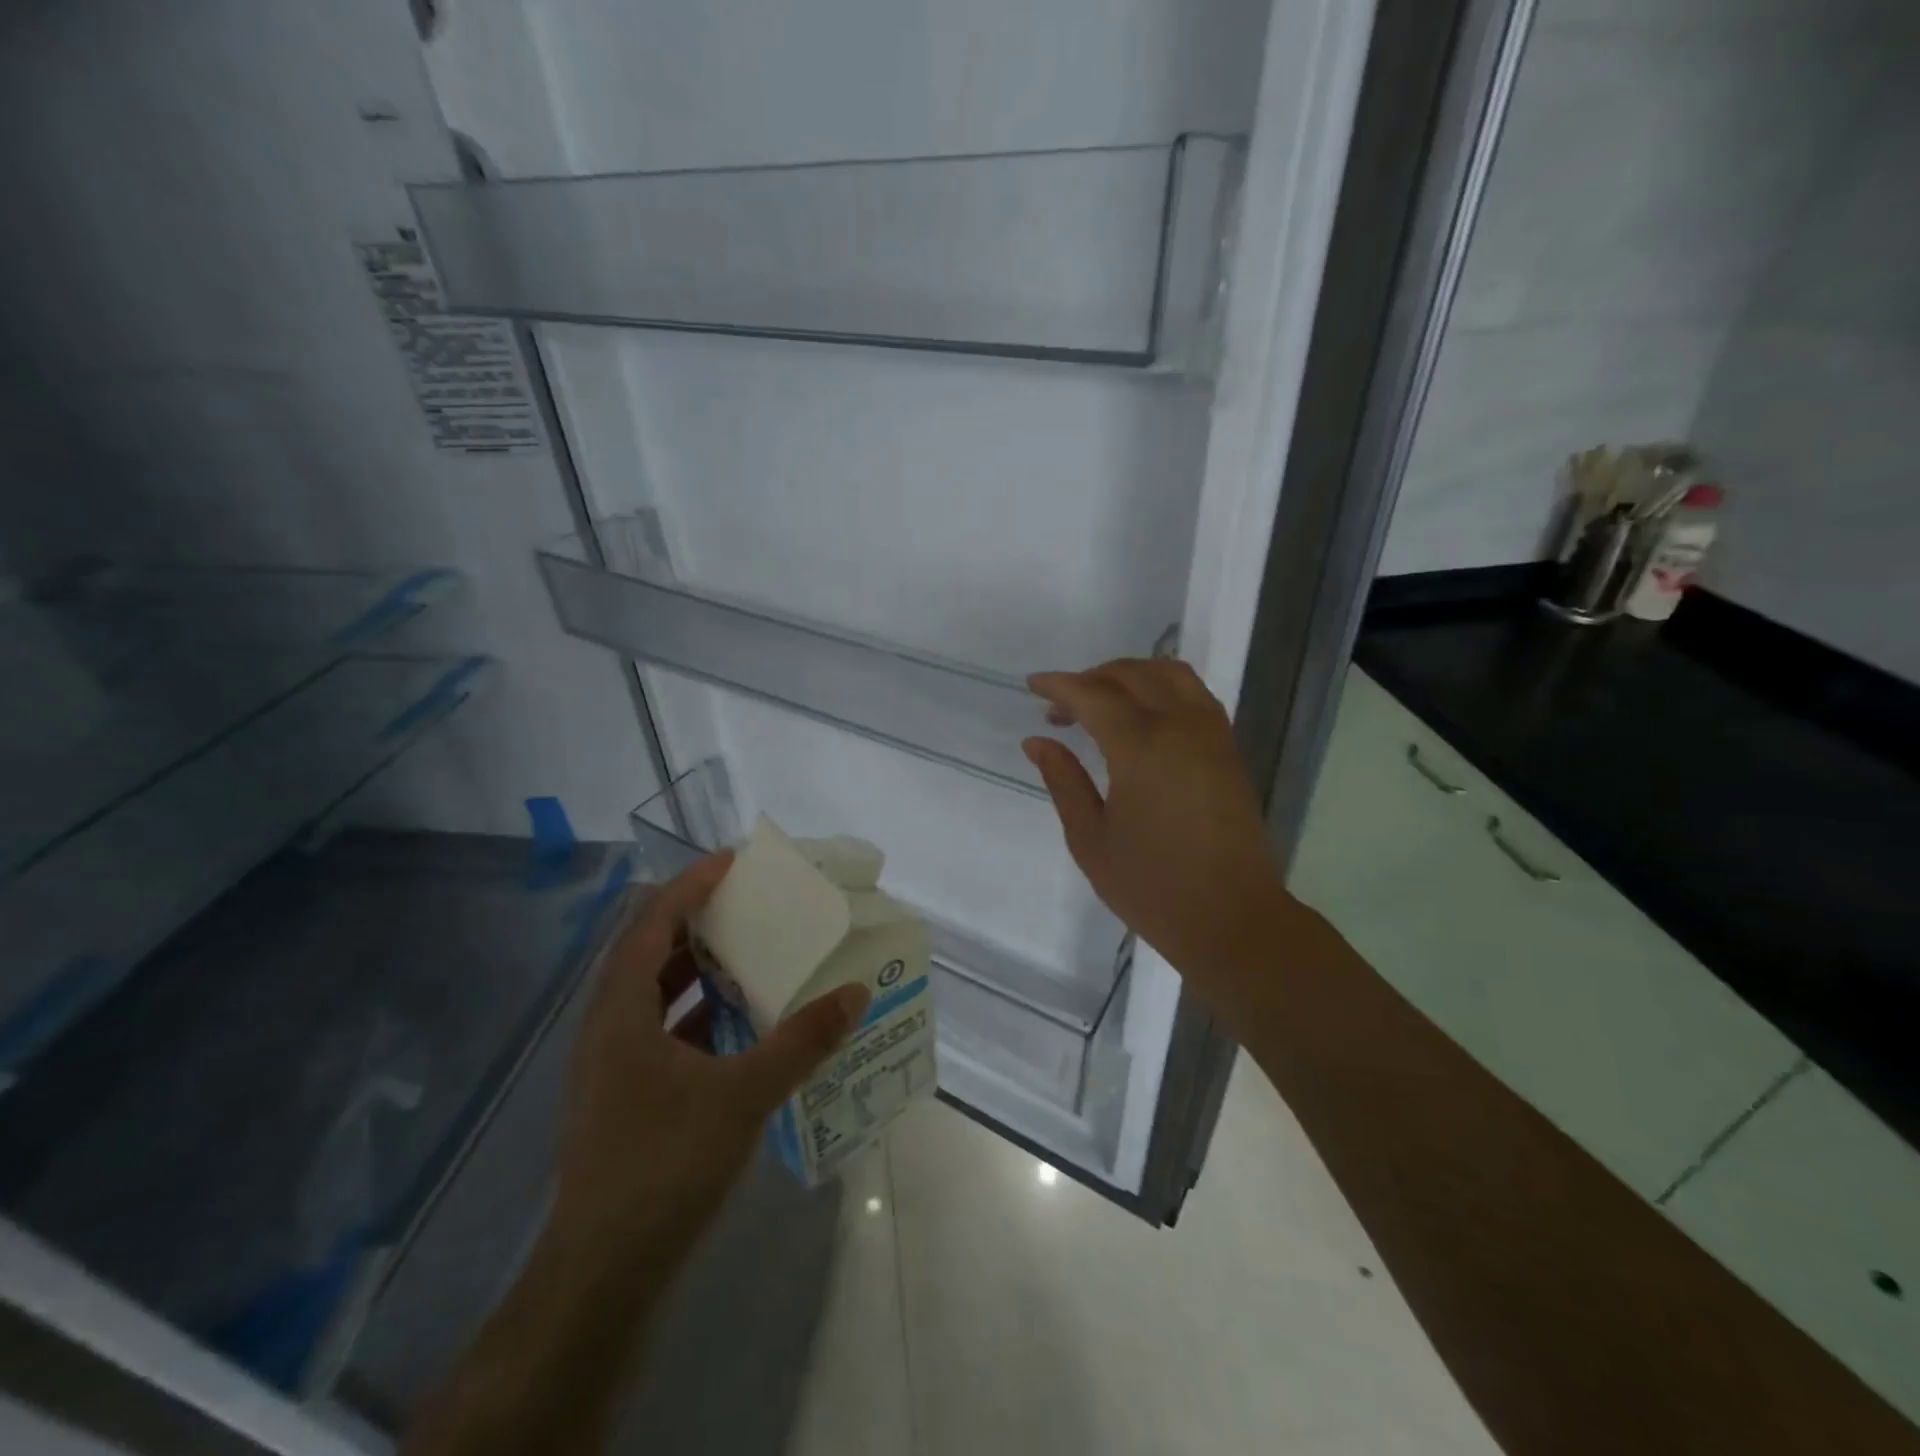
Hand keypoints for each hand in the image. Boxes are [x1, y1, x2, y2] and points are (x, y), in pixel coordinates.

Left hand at [551, 854, 869, 1284]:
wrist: (603, 1274)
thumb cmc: (663, 1165)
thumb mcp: (743, 1096)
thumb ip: (801, 1041)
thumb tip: (855, 993)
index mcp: (621, 1011)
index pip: (652, 922)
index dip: (691, 885)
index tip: (734, 862)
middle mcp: (610, 1026)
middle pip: (650, 950)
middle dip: (698, 920)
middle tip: (749, 902)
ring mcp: (615, 1063)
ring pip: (657, 992)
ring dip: (700, 967)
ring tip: (752, 951)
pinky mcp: (628, 1094)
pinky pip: (666, 1029)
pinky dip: (701, 1012)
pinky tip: (742, 1021)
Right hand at [1024, 660, 1287, 998]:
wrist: (1231, 917)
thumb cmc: (1150, 885)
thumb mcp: (1089, 838)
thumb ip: (1063, 781)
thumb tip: (1037, 741)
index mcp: (1141, 746)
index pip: (1094, 695)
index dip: (1060, 685)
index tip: (1033, 685)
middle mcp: (1181, 726)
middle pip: (1133, 675)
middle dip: (1092, 677)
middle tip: (1061, 703)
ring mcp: (1212, 735)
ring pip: (1171, 674)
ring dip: (1131, 674)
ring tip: (1102, 699)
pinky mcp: (1229, 750)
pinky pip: (1194, 695)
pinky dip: (1162, 688)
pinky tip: (1143, 715)